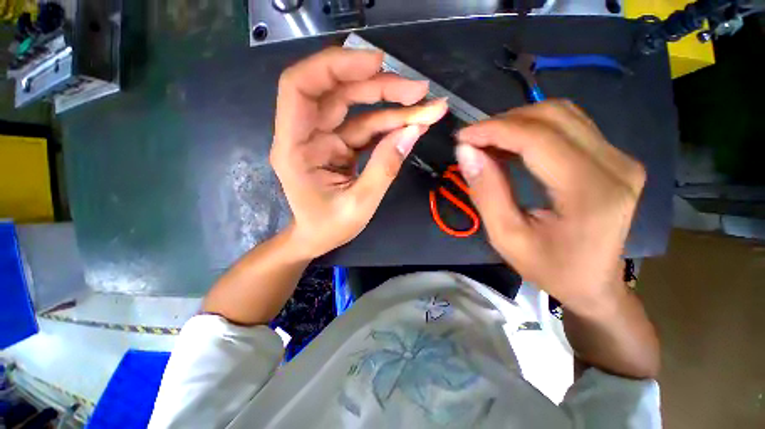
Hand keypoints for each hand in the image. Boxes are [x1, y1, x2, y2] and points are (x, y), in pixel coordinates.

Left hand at [271, 47, 448, 258]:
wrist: (318, 238)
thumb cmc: (328, 227)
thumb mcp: (359, 205)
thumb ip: (384, 169)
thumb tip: (412, 133)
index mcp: (294, 147)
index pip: (300, 87)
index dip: (335, 66)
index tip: (376, 63)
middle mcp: (306, 134)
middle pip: (337, 91)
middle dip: (379, 87)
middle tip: (419, 90)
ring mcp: (325, 138)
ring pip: (356, 107)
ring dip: (392, 104)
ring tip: (427, 106)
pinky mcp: (341, 145)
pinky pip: (366, 127)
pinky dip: (390, 124)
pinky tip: (414, 123)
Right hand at [454, 101, 644, 314]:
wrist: (593, 283)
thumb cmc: (548, 267)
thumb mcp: (506, 237)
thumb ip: (486, 192)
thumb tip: (466, 152)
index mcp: (591, 193)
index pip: (539, 139)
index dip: (495, 130)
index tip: (462, 137)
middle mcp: (616, 166)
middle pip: (554, 117)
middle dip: (504, 122)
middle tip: (472, 141)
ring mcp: (620, 159)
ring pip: (562, 114)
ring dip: (518, 122)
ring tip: (488, 142)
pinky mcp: (615, 158)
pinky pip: (570, 125)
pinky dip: (534, 128)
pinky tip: (512, 144)